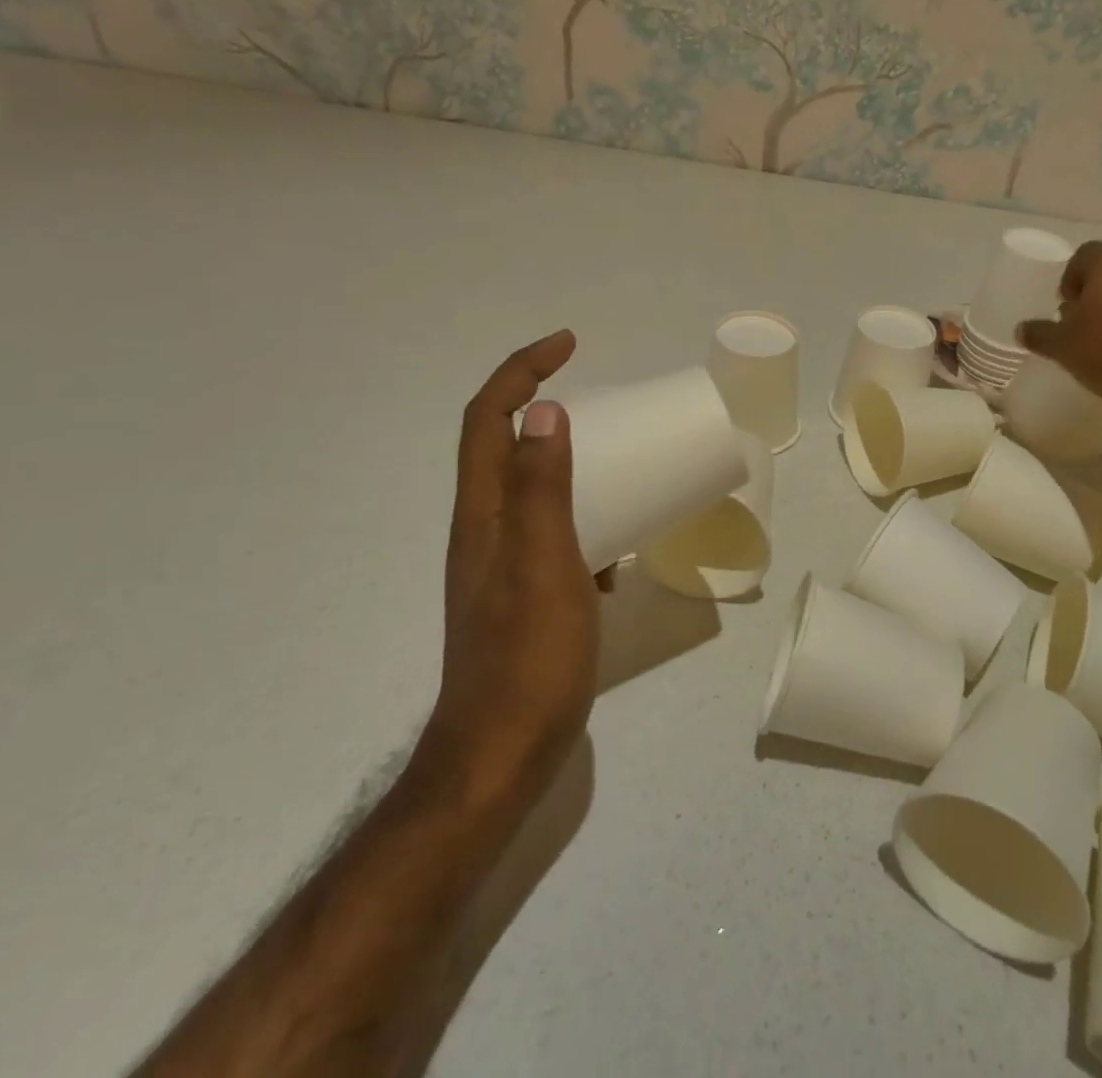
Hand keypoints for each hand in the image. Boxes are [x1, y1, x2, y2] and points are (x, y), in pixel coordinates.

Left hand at [422, 331, 601, 799]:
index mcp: (483, 513)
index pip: (488, 418)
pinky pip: (554, 534)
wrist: (502, 756)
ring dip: (569, 463)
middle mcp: (485, 529)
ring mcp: (503, 565)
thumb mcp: (544, 565)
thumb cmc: (528, 659)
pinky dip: (583, 519)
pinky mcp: (526, 594)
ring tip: (619, 463)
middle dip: (543, 406)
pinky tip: (617, 548)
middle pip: (504, 446)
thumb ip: (542, 489)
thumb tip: (544, 411)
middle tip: (602, 401)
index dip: (521, 371)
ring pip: (533, 490)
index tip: (568, 344)